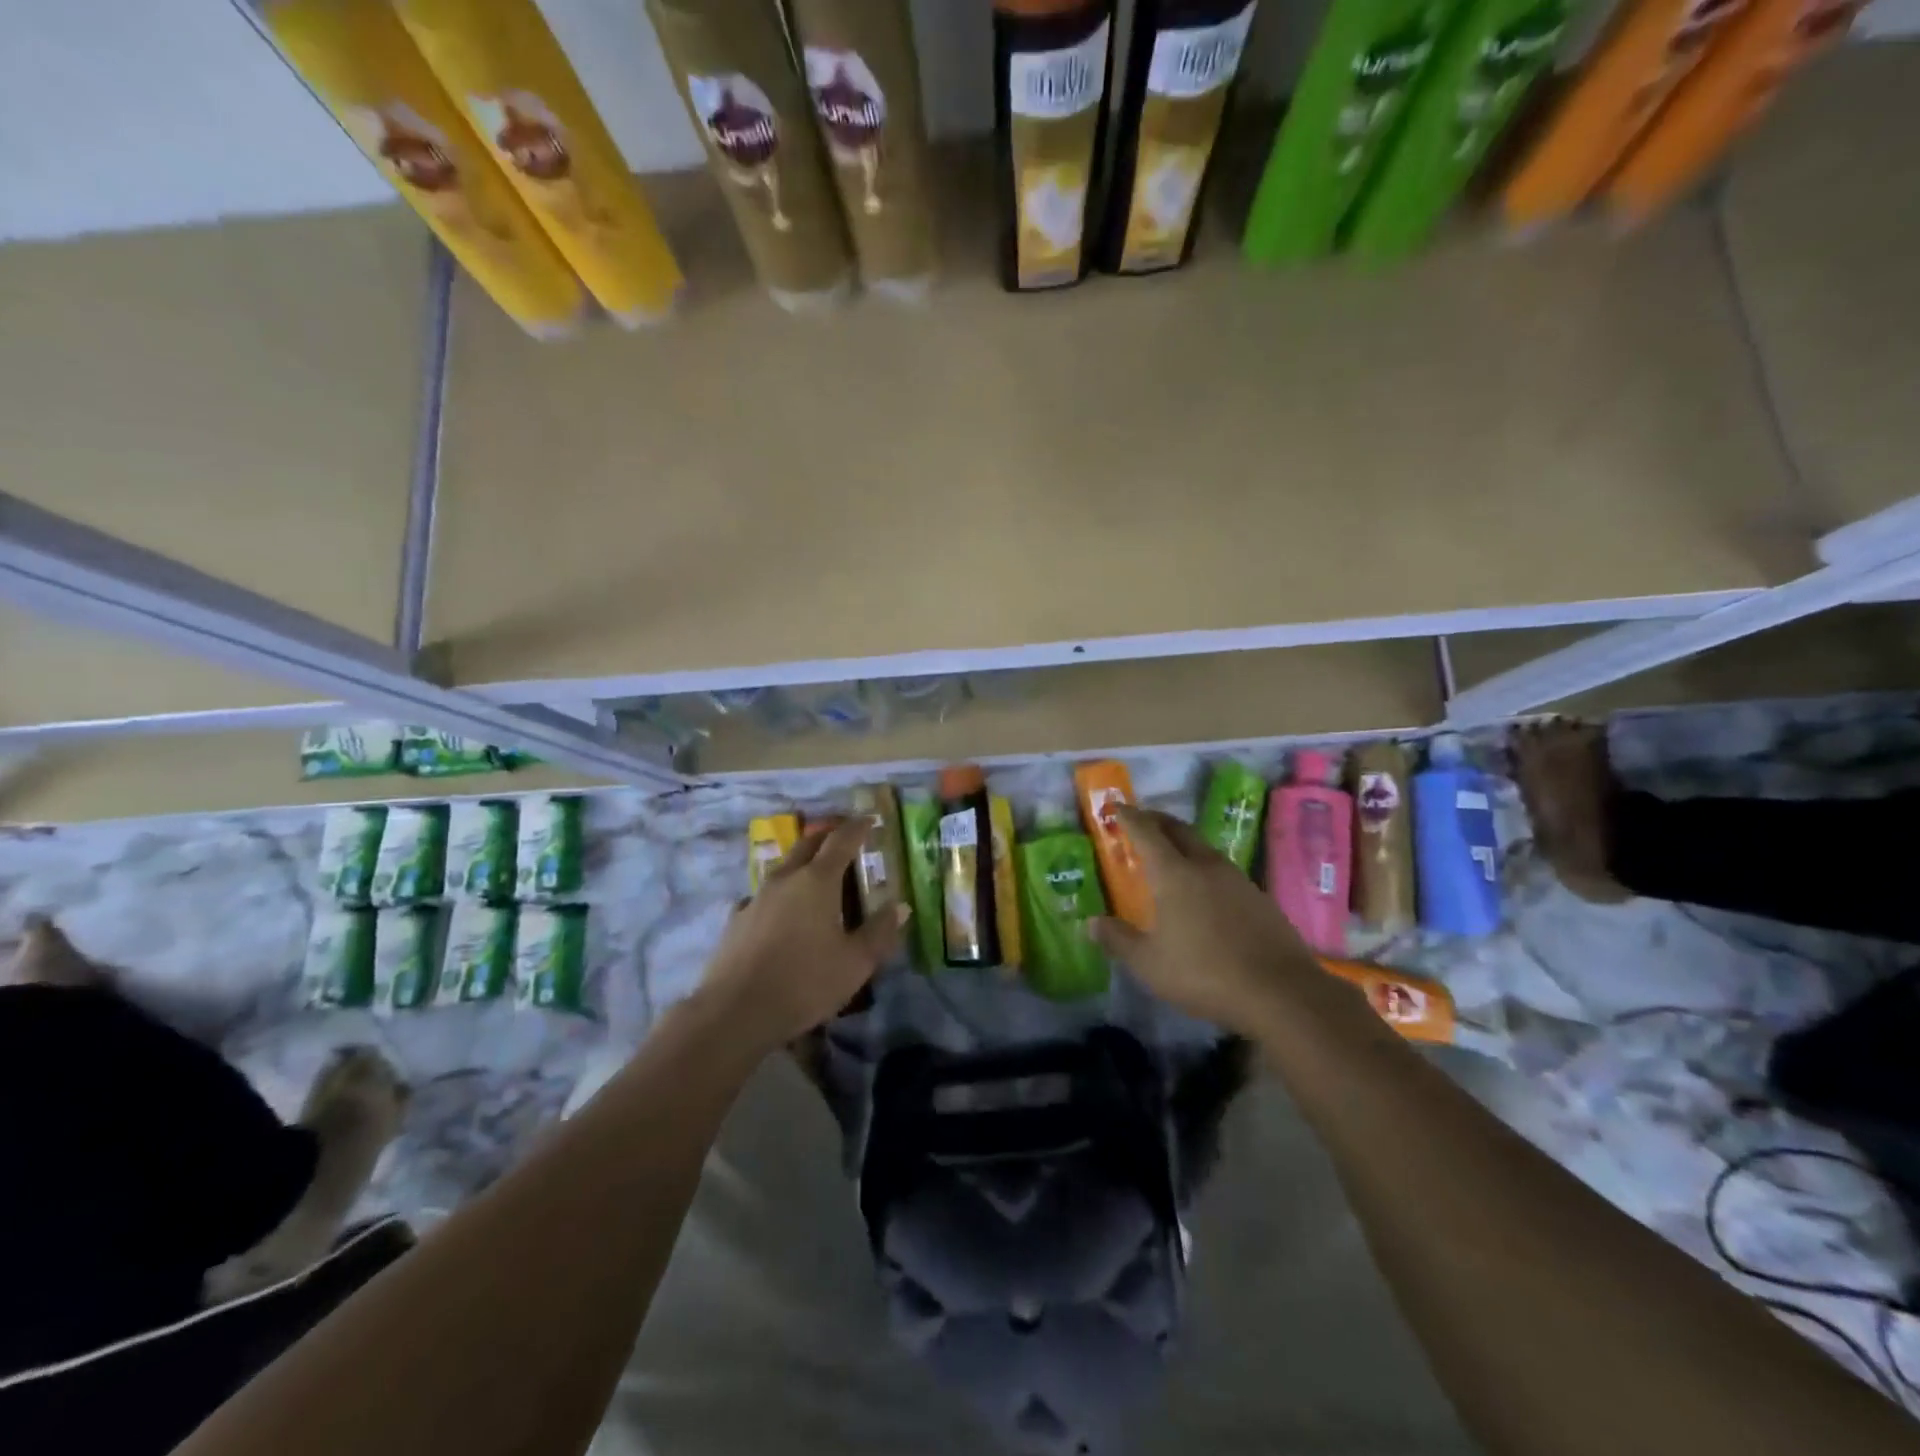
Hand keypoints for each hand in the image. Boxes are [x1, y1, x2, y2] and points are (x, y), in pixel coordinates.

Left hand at [698, 818, 907, 1054]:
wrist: (735, 1012)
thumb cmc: (804, 983)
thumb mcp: (855, 963)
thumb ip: (879, 932)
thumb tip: (900, 906)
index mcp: (817, 881)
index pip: (841, 840)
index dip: (858, 828)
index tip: (869, 820)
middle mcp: (785, 879)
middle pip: (808, 844)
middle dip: (828, 836)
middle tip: (844, 839)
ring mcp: (756, 897)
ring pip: (783, 867)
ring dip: (802, 863)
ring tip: (815, 876)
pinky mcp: (736, 920)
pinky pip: (763, 895)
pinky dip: (779, 894)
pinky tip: (780, 912)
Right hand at [1089, 806, 1321, 1034]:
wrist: (1281, 992)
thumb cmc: (1204, 973)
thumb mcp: (1149, 964)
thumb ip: (1118, 940)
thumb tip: (1091, 922)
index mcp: (1174, 874)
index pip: (1146, 832)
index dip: (1129, 817)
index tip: (1116, 808)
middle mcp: (1206, 866)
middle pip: (1178, 830)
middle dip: (1157, 820)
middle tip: (1141, 821)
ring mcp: (1237, 880)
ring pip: (1204, 848)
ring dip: (1183, 843)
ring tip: (1171, 855)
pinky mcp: (1260, 898)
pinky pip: (1224, 871)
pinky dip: (1205, 868)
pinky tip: (1205, 890)